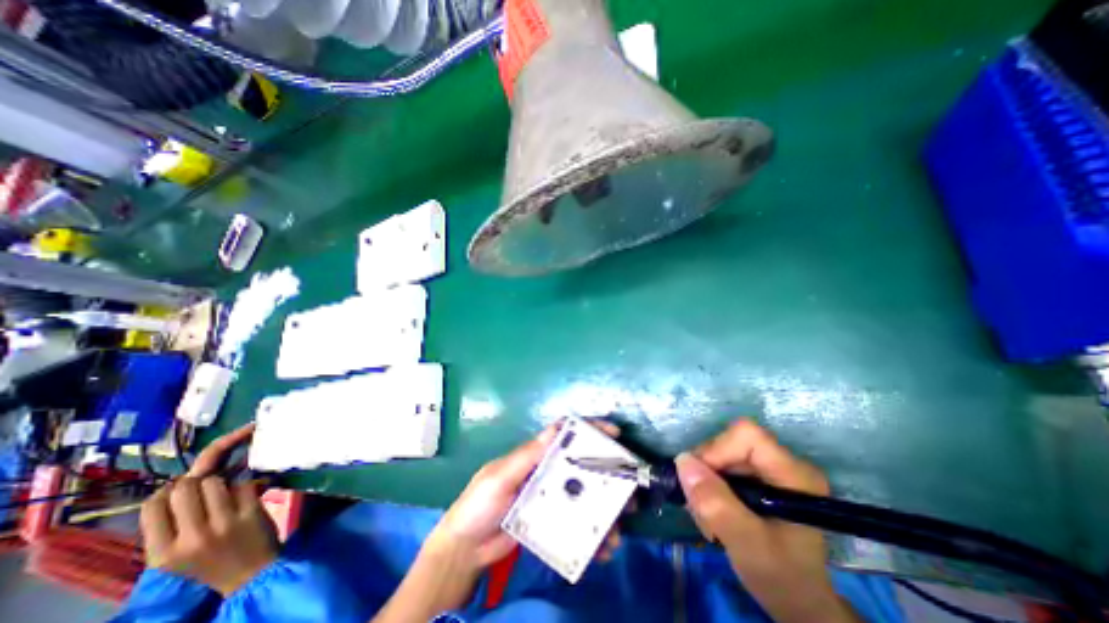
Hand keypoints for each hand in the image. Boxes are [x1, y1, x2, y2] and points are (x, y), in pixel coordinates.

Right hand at [138, 424, 279, 592]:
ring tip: (226, 489)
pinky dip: (246, 483)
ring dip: (223, 479)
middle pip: (186, 487)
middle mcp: (190, 537)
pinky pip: (244, 483)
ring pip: (216, 481)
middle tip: (207, 484)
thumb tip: (175, 485)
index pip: (152, 505)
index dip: (168, 490)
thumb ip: (171, 525)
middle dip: (197, 480)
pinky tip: (247, 490)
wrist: (250, 574)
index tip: (181, 489)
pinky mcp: (252, 512)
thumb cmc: (212, 561)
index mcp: (162, 552)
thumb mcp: (176, 554)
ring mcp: (224, 523)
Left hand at [427, 421, 618, 571]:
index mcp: (534, 455)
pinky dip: (590, 534)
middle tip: (627, 487)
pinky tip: (601, 549)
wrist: (465, 549)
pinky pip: (575, 522)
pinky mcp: (550, 522)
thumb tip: (555, 429)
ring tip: (617, 529)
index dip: (589, 430)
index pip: (564, 435)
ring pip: (582, 496)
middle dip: (606, 472)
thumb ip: (525, 456)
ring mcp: (549, 498)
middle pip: (581, 465)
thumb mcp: (499, 477)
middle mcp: (546, 472)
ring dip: (603, 509)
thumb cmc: (478, 504)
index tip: (613, 434)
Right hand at [672, 419, 860, 621]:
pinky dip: (708, 486)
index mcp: (793, 473)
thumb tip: (683, 462)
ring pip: (720, 454)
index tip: (701, 482)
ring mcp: (770, 468)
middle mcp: (783, 462)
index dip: (717, 450)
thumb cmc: (782, 578)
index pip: (746, 435)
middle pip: (728, 443)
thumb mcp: (747, 545)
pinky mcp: (758, 476)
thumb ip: (716, 505)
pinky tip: (712, 512)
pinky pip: (721, 465)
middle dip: (706, 472)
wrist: (798, 603)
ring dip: (704, 482)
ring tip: (707, 517)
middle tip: (700, 508)